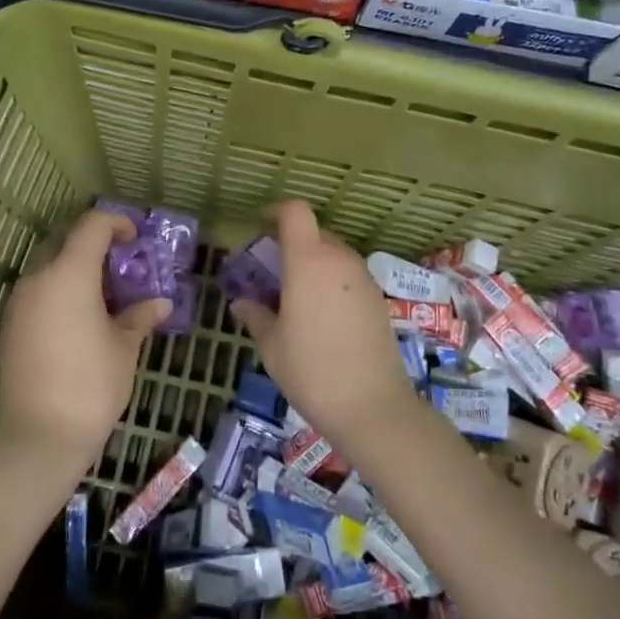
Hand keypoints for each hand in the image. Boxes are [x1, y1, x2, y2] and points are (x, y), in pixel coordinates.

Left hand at [0, 208, 171, 475]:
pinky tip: (81, 317)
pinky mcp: (10, 325)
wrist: (39, 438)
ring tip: (104, 292)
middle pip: (65, 240)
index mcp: (69, 273)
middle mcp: (39, 278)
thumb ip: (140, 317)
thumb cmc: (91, 385)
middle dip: (93, 243)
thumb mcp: (125, 348)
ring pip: (48, 265)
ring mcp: (20, 302)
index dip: (116, 223)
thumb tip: (160, 303)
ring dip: (75, 267)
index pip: (92, 225)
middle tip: (121, 263)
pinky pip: (38, 290)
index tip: (135, 239)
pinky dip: (59, 289)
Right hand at [229, 200, 419, 451]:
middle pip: (313, 233)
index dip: (276, 211)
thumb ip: (255, 316)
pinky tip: (320, 318)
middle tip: (270, 272)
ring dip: (311, 264)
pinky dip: (330, 283)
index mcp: (308, 260)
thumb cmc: (312, 370)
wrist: (374, 407)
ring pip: (332, 255)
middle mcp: (338, 259)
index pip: (295, 211)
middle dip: (290, 244)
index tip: (260, 226)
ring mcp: (363, 278)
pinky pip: (348, 276)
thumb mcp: (271, 345)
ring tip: (293, 298)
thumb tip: (242, 303)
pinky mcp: (378, 299)